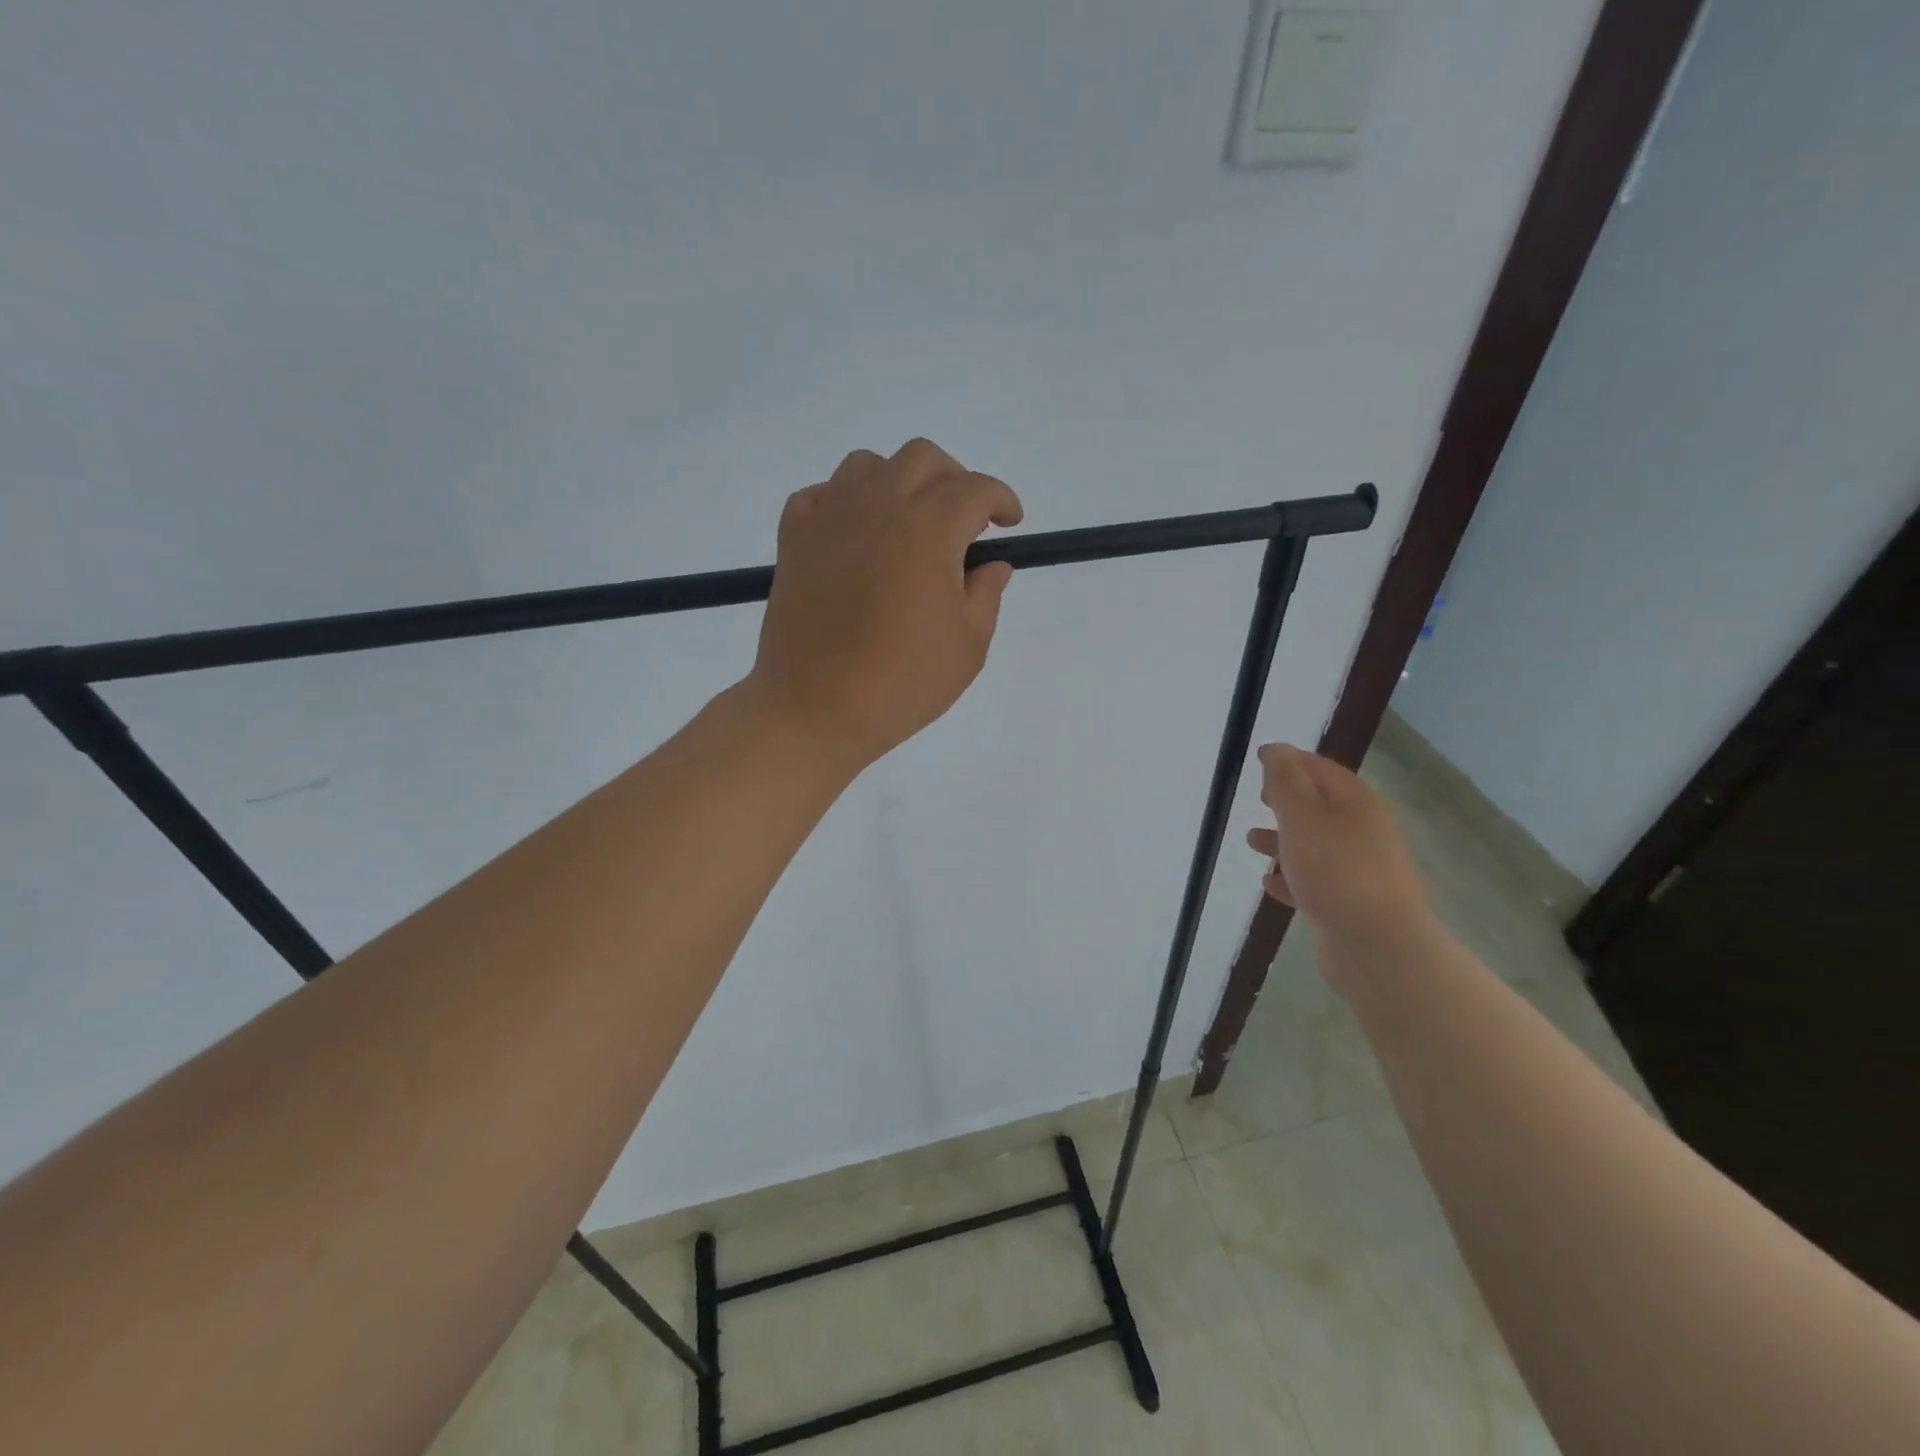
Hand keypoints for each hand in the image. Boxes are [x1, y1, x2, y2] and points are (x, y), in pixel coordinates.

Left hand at [745, 438, 1023, 769]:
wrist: (815, 709)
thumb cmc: (902, 683)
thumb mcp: (968, 646)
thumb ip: (986, 594)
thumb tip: (990, 565)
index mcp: (928, 529)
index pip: (975, 489)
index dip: (1001, 500)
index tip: (1009, 524)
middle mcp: (878, 506)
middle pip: (923, 458)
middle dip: (955, 479)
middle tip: (964, 521)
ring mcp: (830, 518)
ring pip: (868, 464)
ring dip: (898, 481)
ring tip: (908, 523)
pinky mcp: (794, 539)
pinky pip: (821, 495)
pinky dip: (844, 501)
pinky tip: (856, 534)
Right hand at [1245, 744, 1432, 983]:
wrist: (1377, 946)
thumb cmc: (1335, 870)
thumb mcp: (1301, 816)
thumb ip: (1284, 781)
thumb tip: (1275, 749)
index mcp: (1357, 803)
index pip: (1321, 768)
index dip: (1290, 760)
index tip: (1259, 759)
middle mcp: (1364, 832)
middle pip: (1322, 806)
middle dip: (1288, 800)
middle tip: (1259, 798)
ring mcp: (1361, 870)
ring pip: (1317, 845)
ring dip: (1285, 839)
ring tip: (1252, 841)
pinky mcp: (1351, 904)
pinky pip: (1317, 882)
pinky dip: (1292, 877)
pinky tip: (1270, 883)